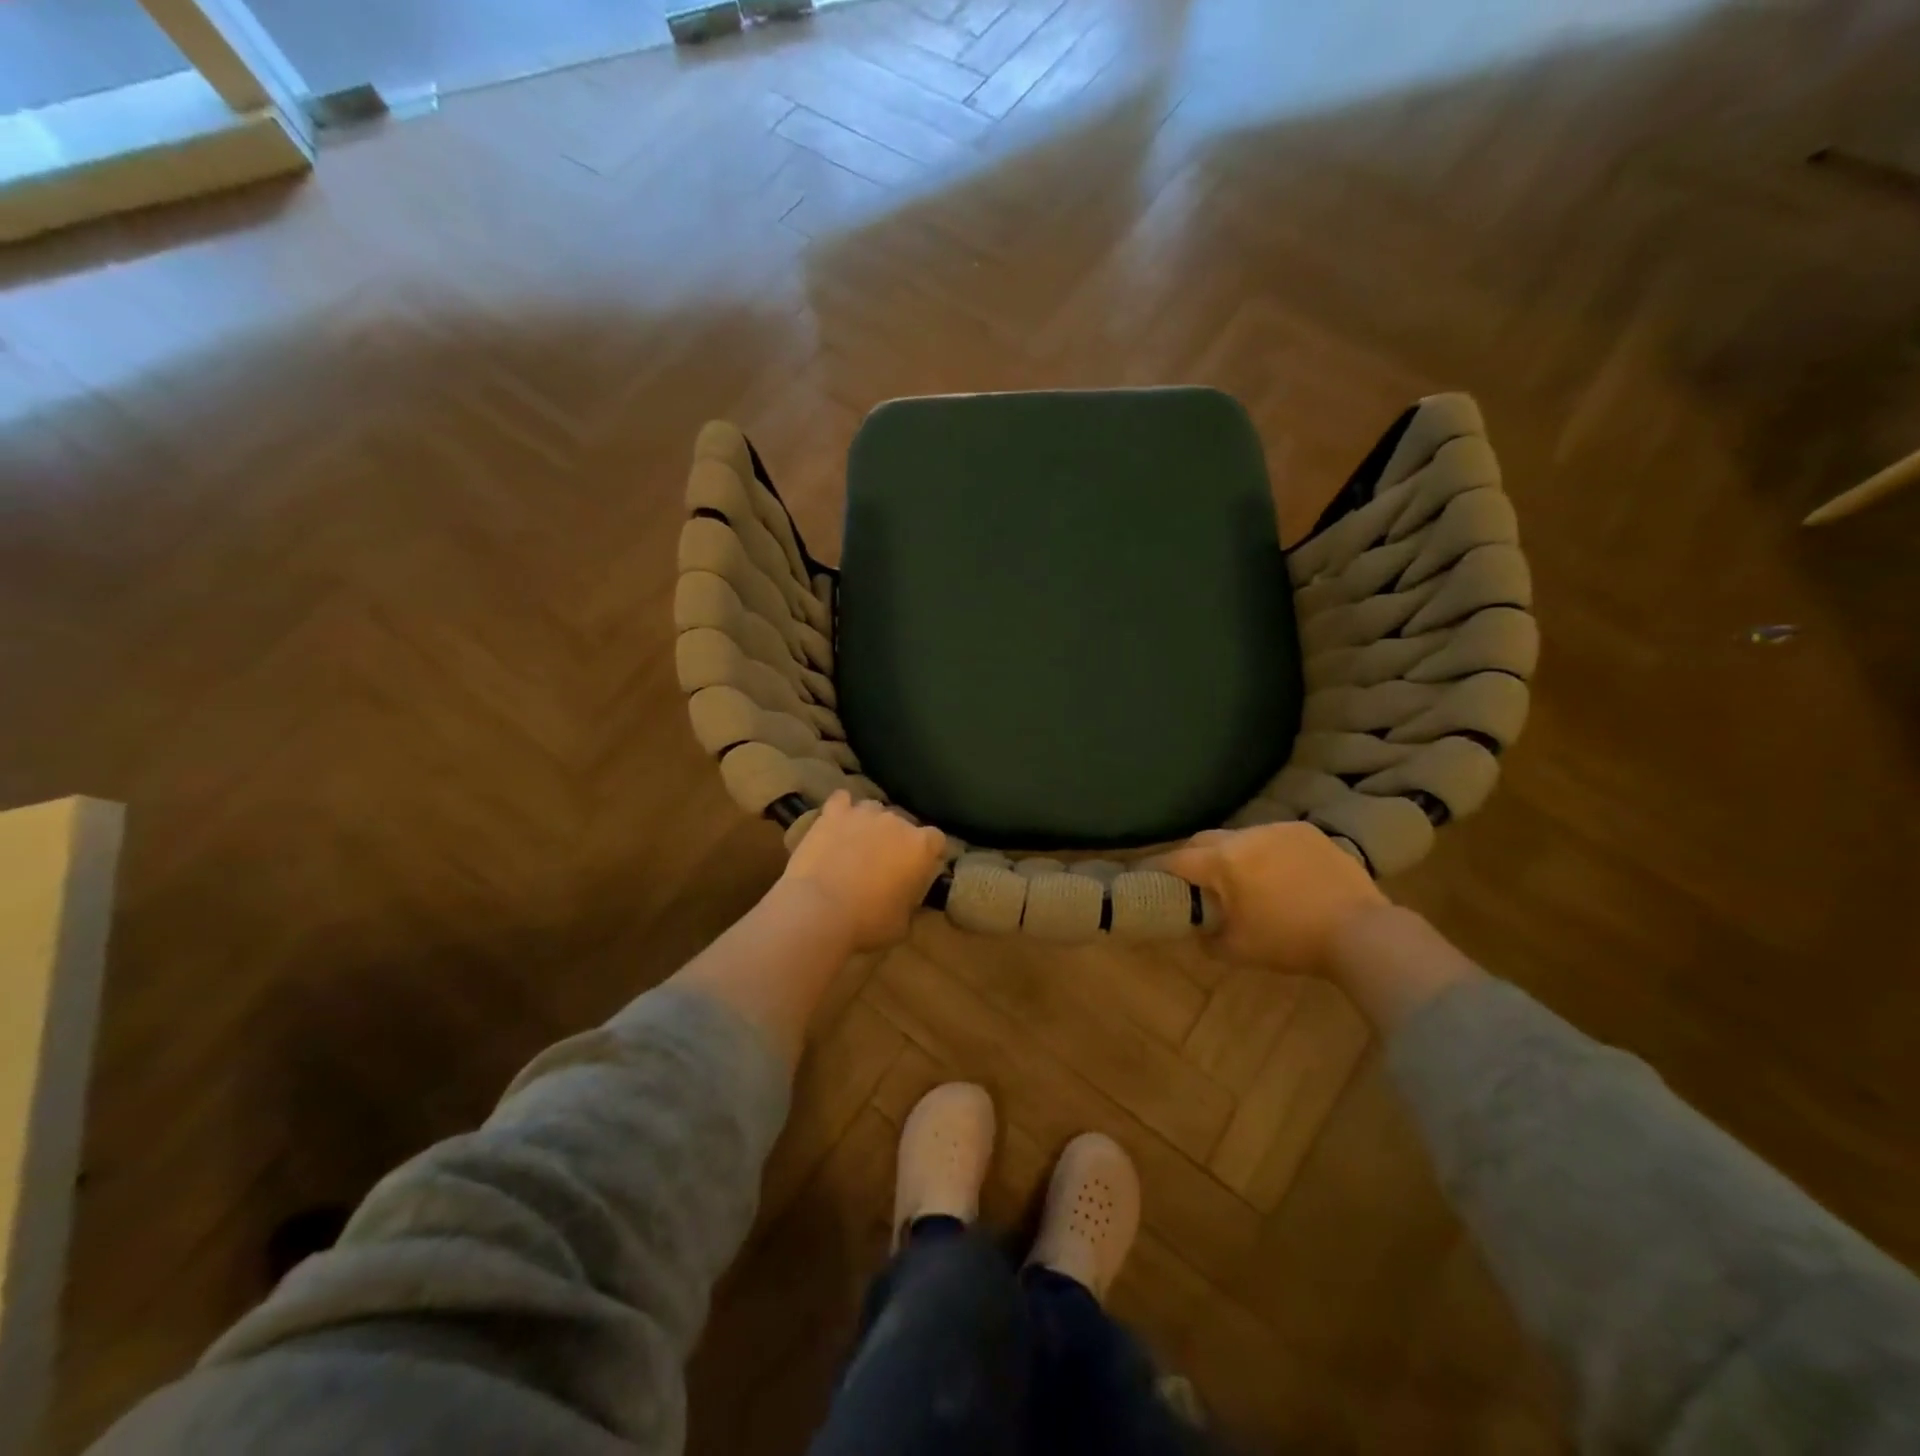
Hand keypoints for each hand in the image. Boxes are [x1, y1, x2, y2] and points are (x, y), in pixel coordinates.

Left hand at [780, 792, 947, 952]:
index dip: (927, 854)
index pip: (936, 840)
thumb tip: (906, 897)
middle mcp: (897, 821)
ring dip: (869, 824)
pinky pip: (841, 800)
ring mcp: (864, 813)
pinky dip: (841, 809)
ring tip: (856, 845)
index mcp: (921, 847)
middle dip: (896, 840)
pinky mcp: (833, 813)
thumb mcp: (902, 923)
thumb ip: (910, 902)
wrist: (818, 909)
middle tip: (883, 864)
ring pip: (874, 809)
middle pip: (903, 823)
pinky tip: (837, 822)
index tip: (918, 870)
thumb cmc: (867, 922)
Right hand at [1161, 822, 1388, 974]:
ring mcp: (1278, 829)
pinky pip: (1271, 837)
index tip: (1145, 875)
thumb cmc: (1291, 942)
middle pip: (1203, 840)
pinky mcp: (1307, 832)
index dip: (1156, 867)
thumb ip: (1206, 937)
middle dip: (1191, 857)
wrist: (1362, 933)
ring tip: (1239, 878)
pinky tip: (1276, 873)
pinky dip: (1263, 852)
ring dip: (1230, 853)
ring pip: (1239, 836)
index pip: (1175, 859)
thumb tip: (1195, 929)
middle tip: (1190, 880)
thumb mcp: (1237, 950)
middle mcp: (1245, 836)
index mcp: (1223, 862)